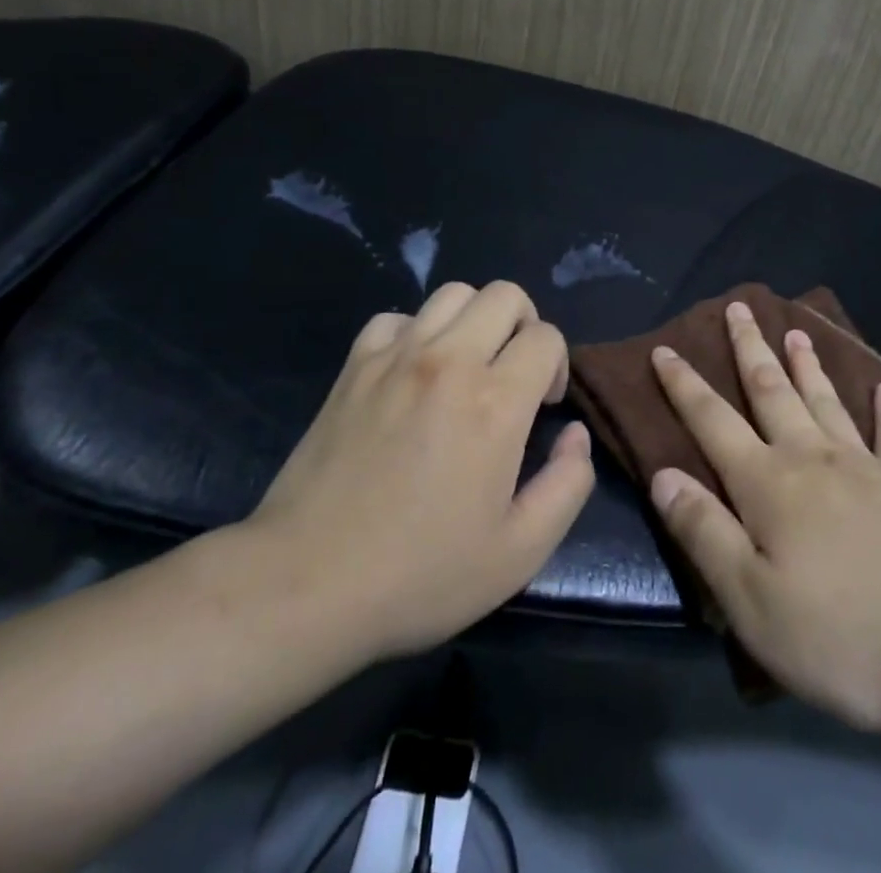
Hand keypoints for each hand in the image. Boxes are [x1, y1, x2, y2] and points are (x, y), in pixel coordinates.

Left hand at [243, 280, 594, 663]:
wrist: (306, 587)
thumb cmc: (420, 574)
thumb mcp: (519, 552)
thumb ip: (568, 484)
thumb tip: (575, 435)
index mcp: (495, 402)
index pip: (546, 337)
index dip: (556, 366)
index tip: (543, 407)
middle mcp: (449, 362)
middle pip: (505, 296)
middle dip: (525, 326)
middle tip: (513, 374)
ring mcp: (395, 358)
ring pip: (453, 294)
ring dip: (475, 320)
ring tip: (468, 366)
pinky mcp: (354, 368)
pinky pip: (396, 318)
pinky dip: (416, 333)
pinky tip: (413, 373)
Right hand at [649, 302, 880, 740]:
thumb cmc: (841, 633)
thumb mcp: (751, 601)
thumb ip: (704, 532)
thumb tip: (663, 474)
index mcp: (767, 484)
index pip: (712, 420)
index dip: (684, 385)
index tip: (664, 348)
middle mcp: (812, 459)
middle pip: (772, 391)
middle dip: (750, 349)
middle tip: (740, 307)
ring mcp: (865, 469)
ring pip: (826, 402)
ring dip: (808, 365)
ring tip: (797, 332)